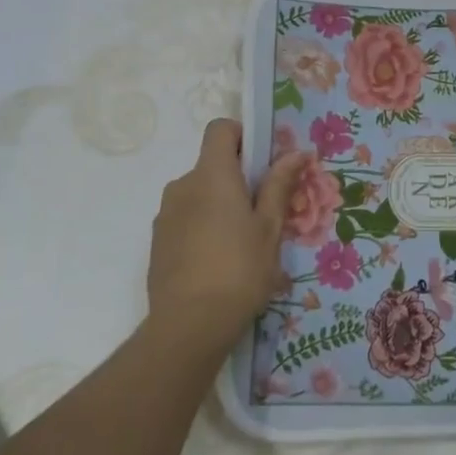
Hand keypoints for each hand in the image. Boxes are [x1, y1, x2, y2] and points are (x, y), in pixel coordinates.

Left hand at [147, 119, 306, 361]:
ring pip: (199, 193)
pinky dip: (203, 225)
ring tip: (243, 242)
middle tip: (264, 210)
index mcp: (212, 175)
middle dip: (238, 177)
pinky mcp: (158, 240)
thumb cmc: (240, 270)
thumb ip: (279, 185)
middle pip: (212, 164)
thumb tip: (297, 152)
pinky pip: (185, 217)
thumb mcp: (270, 228)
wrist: (189, 325)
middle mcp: (183, 185)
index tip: (263, 160)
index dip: (242, 135)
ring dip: (220, 204)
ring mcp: (165, 214)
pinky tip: (219, 260)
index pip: (220, 129)